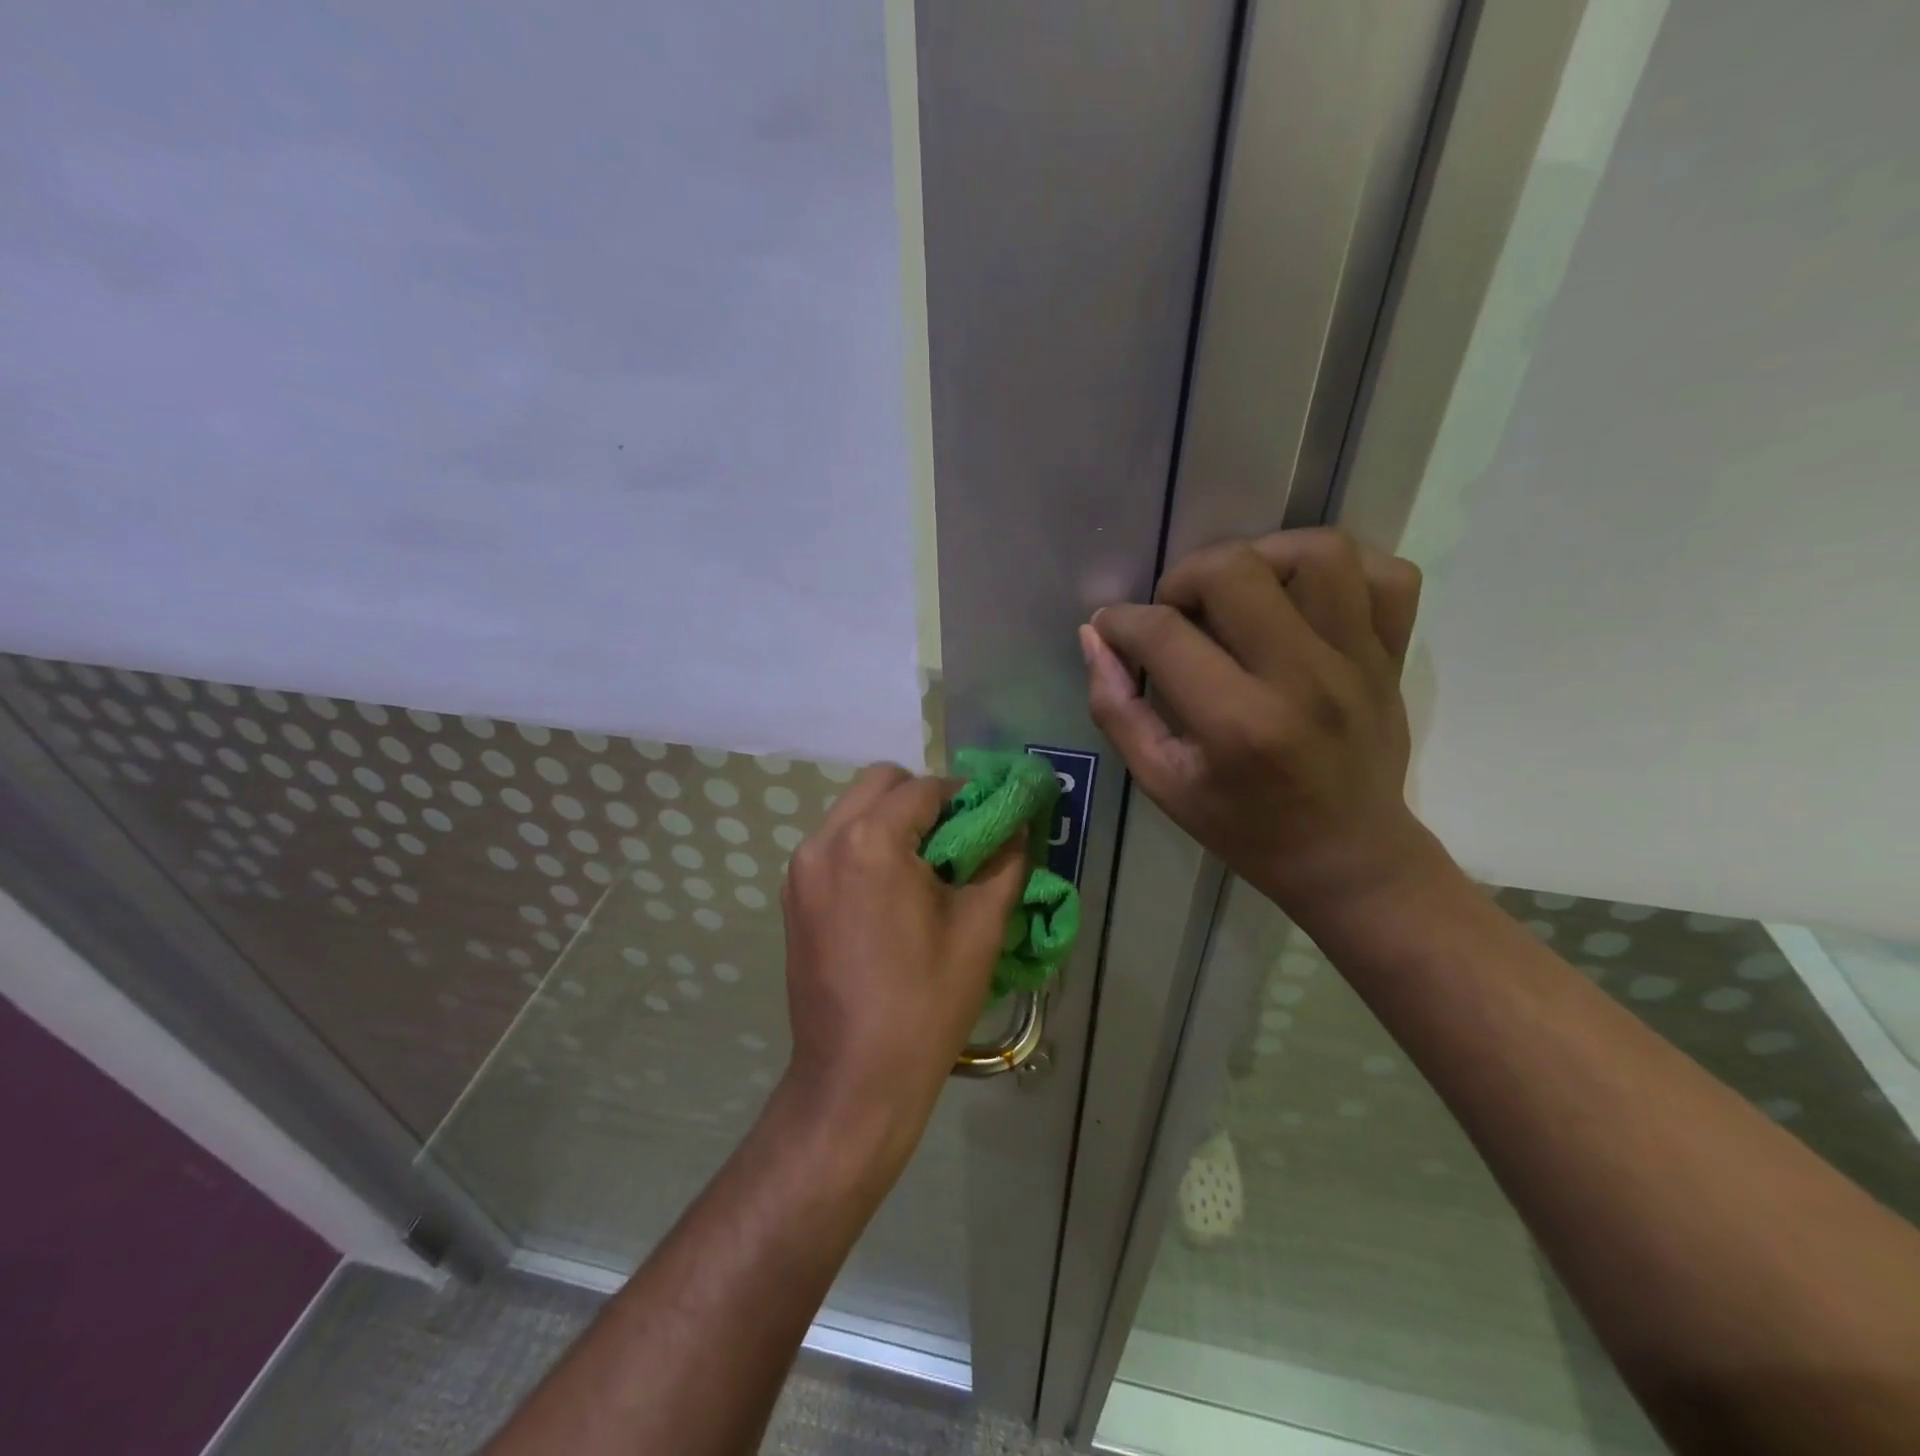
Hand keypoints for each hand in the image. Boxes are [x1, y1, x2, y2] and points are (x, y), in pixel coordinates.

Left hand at [778, 765, 1026, 1172]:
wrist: (856, 1077)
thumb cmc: (926, 1000)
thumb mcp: (980, 925)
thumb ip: (1004, 860)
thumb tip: (1017, 822)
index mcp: (870, 840)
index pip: (924, 787)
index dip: (963, 795)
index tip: (988, 820)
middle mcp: (824, 841)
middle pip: (879, 784)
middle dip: (922, 799)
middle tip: (955, 840)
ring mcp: (801, 869)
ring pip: (852, 811)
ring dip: (891, 821)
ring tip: (925, 869)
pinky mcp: (793, 896)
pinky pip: (834, 844)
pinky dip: (865, 846)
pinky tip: (891, 892)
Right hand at [1082, 528, 1446, 925]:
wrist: (1346, 856)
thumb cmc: (1243, 827)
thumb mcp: (1161, 783)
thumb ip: (1117, 709)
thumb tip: (1094, 636)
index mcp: (1238, 723)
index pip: (1164, 634)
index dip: (1122, 621)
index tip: (1111, 627)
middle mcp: (1303, 679)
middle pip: (1236, 570)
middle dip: (1185, 577)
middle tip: (1177, 612)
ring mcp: (1359, 661)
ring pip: (1319, 553)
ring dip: (1262, 557)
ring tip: (1239, 593)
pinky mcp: (1393, 655)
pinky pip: (1388, 575)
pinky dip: (1342, 569)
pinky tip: (1304, 596)